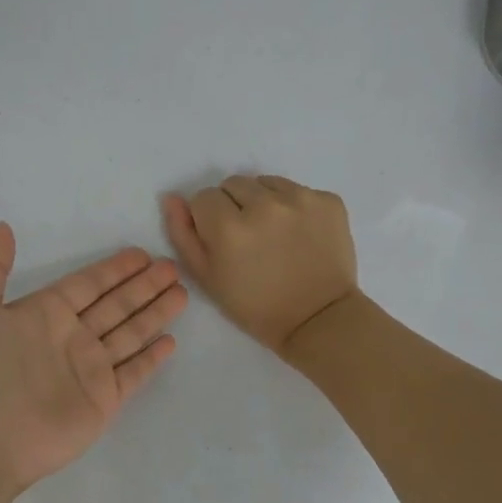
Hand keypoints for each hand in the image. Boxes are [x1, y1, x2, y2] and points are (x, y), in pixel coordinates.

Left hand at [0, 223, 186, 492]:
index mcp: (45, 314)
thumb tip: (3, 227)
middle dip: (143, 286)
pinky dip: (151, 359)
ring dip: (155, 313)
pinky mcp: (103, 400)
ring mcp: (90, 370)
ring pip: (130, 333)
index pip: (88, 284)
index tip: (141, 254)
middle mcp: (72, 337)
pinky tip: (169, 341)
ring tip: (181, 293)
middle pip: (116, 305)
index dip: (114, 269)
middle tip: (172, 267)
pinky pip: (133, 373)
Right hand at [162, 175, 358, 355]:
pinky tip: (299, 235)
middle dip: (234, 206)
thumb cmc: (255, 306)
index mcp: (228, 226)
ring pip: (266, 183)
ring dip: (263, 202)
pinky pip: (298, 190)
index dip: (208, 219)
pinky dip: (294, 207)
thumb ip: (183, 235)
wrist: (318, 319)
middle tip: (248, 239)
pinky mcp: (329, 200)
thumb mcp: (207, 278)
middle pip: (234, 184)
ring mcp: (301, 198)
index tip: (222, 242)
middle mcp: (264, 204)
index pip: (203, 197)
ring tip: (274, 235)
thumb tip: (172, 198)